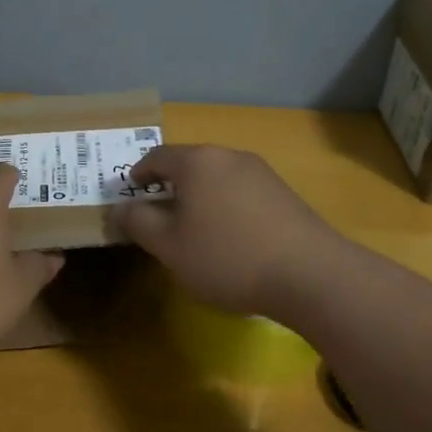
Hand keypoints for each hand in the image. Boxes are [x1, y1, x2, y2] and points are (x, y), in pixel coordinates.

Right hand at [109, 144, 345, 313]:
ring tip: (194, 229)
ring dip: (200, 197)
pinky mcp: (283, 193)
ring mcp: (261, 172)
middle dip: (170, 186)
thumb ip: (139, 222)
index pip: (157, 157)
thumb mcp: (169, 247)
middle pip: (189, 164)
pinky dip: (226, 206)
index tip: (130, 194)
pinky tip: (231, 237)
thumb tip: (121, 207)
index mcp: (197, 162)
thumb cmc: (227, 257)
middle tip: (159, 214)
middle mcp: (229, 156)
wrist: (310, 274)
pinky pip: (241, 191)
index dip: (138, 175)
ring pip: (217, 177)